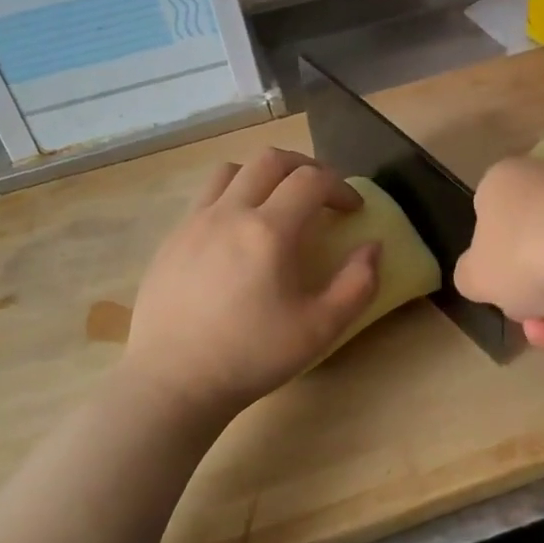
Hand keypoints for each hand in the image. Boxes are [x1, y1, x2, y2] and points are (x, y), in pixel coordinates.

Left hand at [120, 149, 380, 420]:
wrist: (173, 382)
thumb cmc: (251, 356)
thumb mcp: (320, 329)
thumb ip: (357, 284)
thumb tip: (372, 247)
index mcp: (269, 231)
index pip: (312, 181)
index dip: (340, 187)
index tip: (353, 210)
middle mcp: (229, 213)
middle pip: (270, 160)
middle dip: (305, 168)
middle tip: (322, 193)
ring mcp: (194, 223)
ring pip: (231, 171)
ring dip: (263, 175)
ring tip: (276, 203)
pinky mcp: (171, 240)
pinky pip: (205, 198)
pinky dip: (232, 198)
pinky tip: (237, 235)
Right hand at [455, 157, 543, 368]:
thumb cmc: (523, 254)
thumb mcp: (474, 277)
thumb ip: (471, 279)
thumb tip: (484, 277)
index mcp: (502, 185)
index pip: (487, 222)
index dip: (491, 267)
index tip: (501, 297)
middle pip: (528, 256)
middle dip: (531, 306)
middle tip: (537, 333)